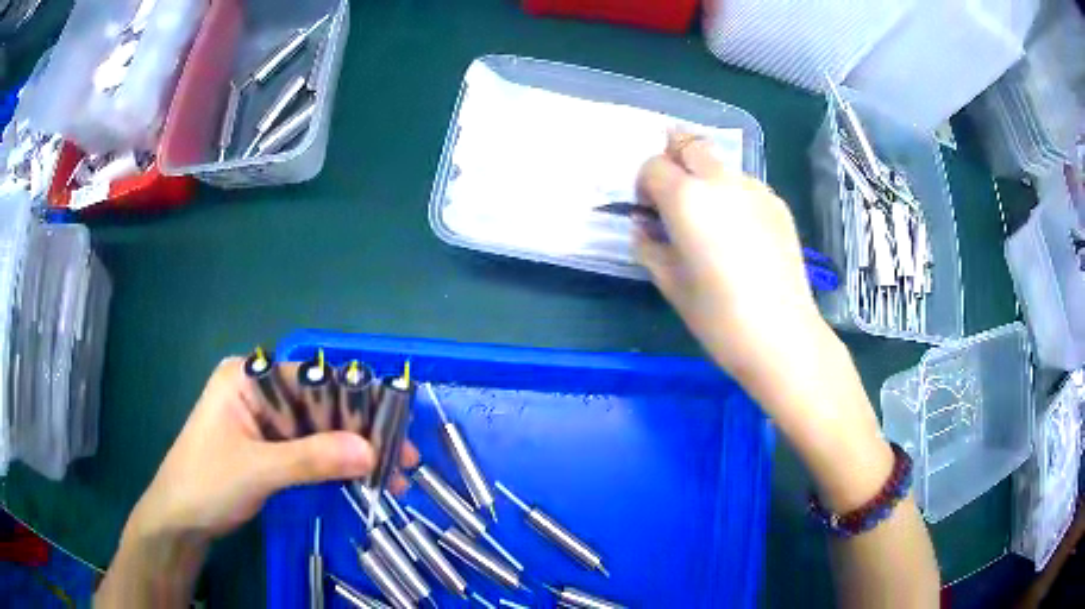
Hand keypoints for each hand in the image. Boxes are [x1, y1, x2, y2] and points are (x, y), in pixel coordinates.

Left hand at [126, 357, 418, 543]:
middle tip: (403, 458)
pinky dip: (334, 464)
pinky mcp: (267, 446)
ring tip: (393, 476)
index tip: (392, 430)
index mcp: (247, 376)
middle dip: (360, 432)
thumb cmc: (206, 483)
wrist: (179, 521)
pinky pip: (308, 449)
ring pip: (317, 429)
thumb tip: (372, 451)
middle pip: (318, 404)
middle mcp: (258, 390)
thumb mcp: (258, 470)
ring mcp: (263, 420)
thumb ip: (312, 458)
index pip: (310, 378)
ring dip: (352, 452)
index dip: (354, 402)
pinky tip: (362, 479)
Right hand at [635, 131, 825, 391]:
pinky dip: (732, 194)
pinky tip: (738, 231)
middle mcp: (721, 181)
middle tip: (672, 194)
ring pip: (720, 163)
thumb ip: (649, 246)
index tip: (648, 211)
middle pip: (690, 145)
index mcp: (687, 198)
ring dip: (705, 176)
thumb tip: (643, 227)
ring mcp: (755, 189)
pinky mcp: (777, 204)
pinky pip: (745, 184)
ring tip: (709, 216)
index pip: (653, 166)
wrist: (781, 335)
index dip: (644, 185)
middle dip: (673, 159)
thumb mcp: (670, 283)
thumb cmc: (718, 317)